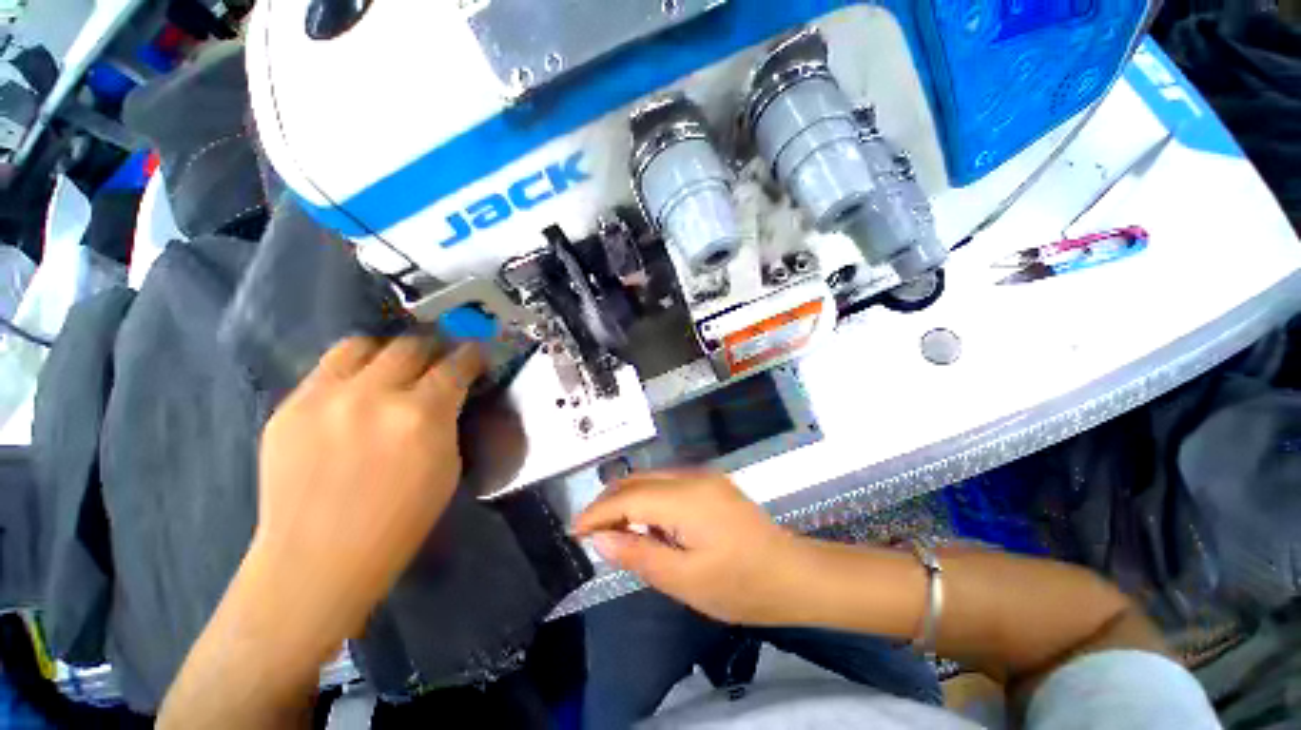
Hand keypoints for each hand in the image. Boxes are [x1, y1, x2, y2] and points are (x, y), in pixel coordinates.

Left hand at [251, 336, 484, 645]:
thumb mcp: (448, 467)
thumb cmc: (400, 521)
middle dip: (433, 349)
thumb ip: (448, 420)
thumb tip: (449, 393)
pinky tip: (355, 393)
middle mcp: (373, 395)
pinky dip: (350, 372)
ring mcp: (324, 397)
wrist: (317, 559)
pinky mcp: (288, 407)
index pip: (455, 364)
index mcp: (422, 415)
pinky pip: (326, 369)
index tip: (475, 353)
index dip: (471, 355)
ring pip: (362, 345)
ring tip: (392, 368)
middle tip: (437, 361)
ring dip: (387, 352)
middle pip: (411, 345)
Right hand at [573, 471, 806, 624]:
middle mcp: (693, 477)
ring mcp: (705, 478)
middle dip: (610, 501)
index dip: (598, 511)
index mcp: (687, 498)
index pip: (629, 496)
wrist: (794, 575)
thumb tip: (602, 538)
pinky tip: (647, 522)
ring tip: (613, 528)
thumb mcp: (685, 580)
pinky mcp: (712, 484)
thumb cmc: (742, 585)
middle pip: (639, 480)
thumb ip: (640, 554)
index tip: (575, 529)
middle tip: (590, 530)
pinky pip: (669, 484)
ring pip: (653, 478)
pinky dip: (649, 499)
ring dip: (628, 499)